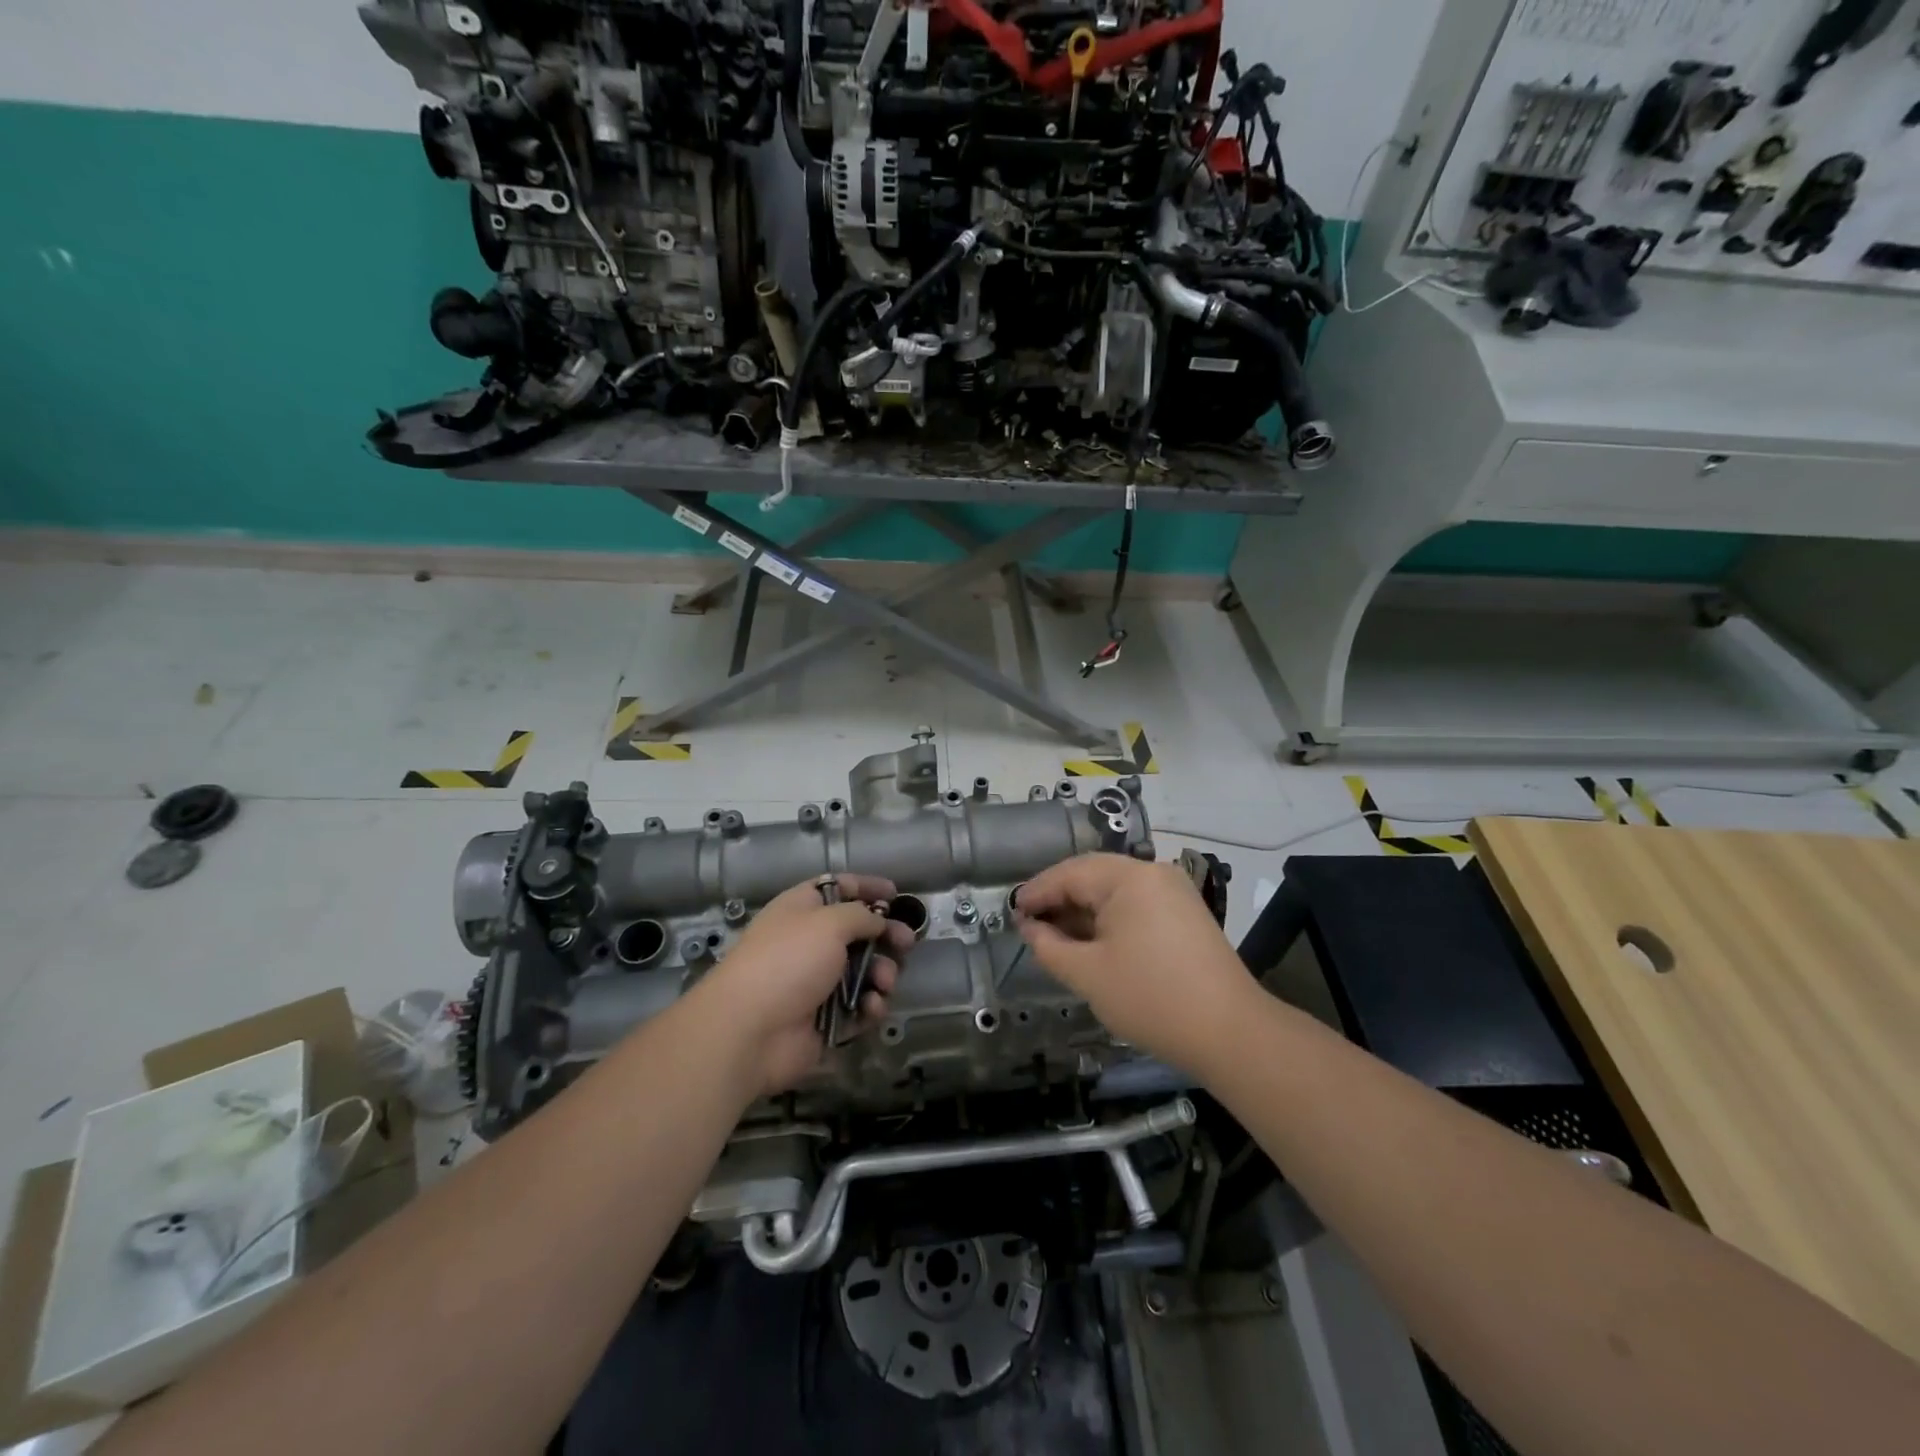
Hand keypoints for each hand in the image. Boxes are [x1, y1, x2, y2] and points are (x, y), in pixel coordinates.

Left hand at [701, 873, 914, 1095]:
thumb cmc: (788, 961)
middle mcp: (810, 942)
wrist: (749, 1031)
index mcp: (803, 910)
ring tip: (884, 982)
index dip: (867, 887)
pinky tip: (871, 1008)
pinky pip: (859, 1008)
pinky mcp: (826, 1020)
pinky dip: (870, 1007)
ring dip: (883, 974)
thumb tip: (877, 921)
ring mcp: (817, 983)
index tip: (896, 893)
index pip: (839, 888)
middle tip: (907, 943)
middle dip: (886, 936)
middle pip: (859, 932)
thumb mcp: (829, 922)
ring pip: (865, 972)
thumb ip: (862, 915)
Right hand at [1013, 853, 1252, 1074]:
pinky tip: (1091, 941)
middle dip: (1059, 899)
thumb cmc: (1150, 998)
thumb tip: (1029, 926)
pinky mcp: (1185, 914)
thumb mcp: (1087, 974)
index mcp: (1129, 877)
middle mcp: (1153, 873)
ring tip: (1055, 935)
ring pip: (1115, 891)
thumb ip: (1049, 945)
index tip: (1011, 912)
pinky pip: (1136, 905)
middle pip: (1093, 876)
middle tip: (1029, 924)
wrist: (1230, 1033)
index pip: (1070, 873)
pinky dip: (1109, 919)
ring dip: (1083, 910)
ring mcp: (1174, 892)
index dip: (1037, 892)